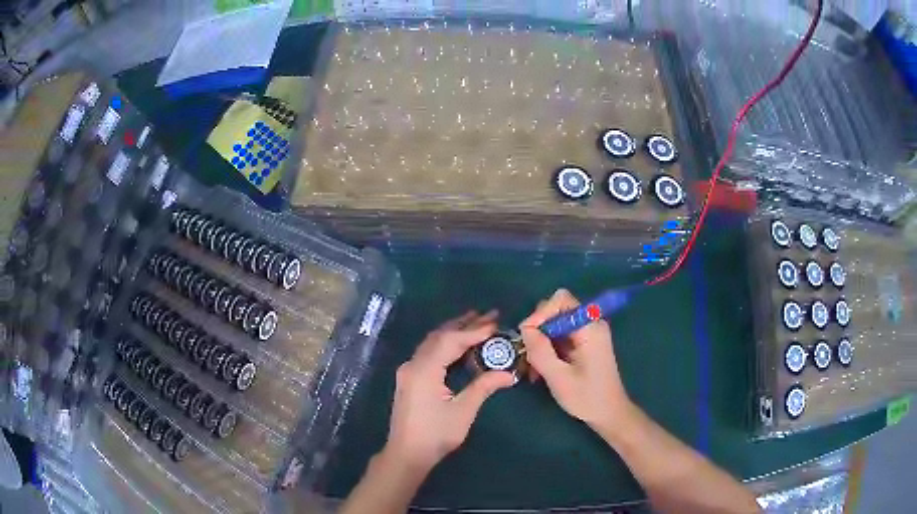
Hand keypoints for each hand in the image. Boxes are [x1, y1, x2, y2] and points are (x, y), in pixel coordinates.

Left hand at [382, 311, 514, 472]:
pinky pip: (428, 353)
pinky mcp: (409, 379)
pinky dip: (445, 344)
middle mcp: (413, 364)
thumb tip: (509, 373)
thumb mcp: (463, 411)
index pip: (451, 341)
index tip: (495, 323)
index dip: (474, 331)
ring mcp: (408, 371)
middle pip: (440, 336)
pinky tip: (458, 345)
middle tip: (489, 315)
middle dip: (464, 324)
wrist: (406, 454)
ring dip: (454, 332)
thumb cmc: (435, 434)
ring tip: (476, 322)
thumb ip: (484, 387)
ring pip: (432, 343)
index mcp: (424, 370)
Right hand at [519, 289, 631, 431]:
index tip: (526, 335)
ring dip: (540, 342)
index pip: (561, 300)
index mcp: (590, 328)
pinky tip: (539, 370)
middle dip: (538, 329)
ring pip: (555, 324)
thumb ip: (540, 351)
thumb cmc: (587, 397)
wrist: (609, 413)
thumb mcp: (559, 377)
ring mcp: (588, 333)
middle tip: (527, 353)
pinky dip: (548, 349)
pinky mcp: (584, 343)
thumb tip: (525, 329)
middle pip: (556, 310)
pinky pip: (560, 336)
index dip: (540, 313)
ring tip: (531, 367)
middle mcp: (590, 324)